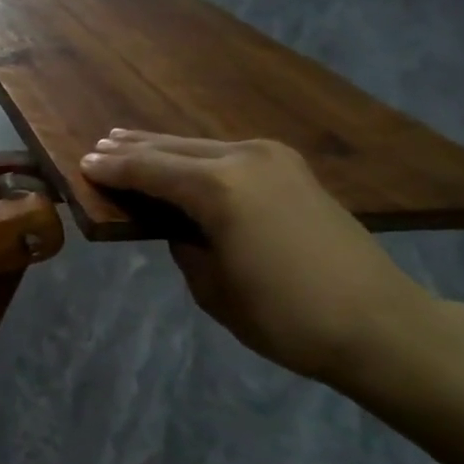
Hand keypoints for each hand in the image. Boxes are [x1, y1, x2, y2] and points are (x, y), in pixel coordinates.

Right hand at [80, 131, 443, 383]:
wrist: (380, 323)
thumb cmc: (286, 317)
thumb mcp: (213, 289)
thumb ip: (185, 245)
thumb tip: (180, 225)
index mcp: (218, 190)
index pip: (150, 172)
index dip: (114, 170)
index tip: (83, 165)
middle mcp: (243, 160)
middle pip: (173, 149)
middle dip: (134, 149)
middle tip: (99, 146)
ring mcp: (273, 159)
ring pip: (201, 146)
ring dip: (164, 147)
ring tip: (128, 141)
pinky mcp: (293, 169)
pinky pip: (228, 153)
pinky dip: (196, 154)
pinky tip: (183, 157)